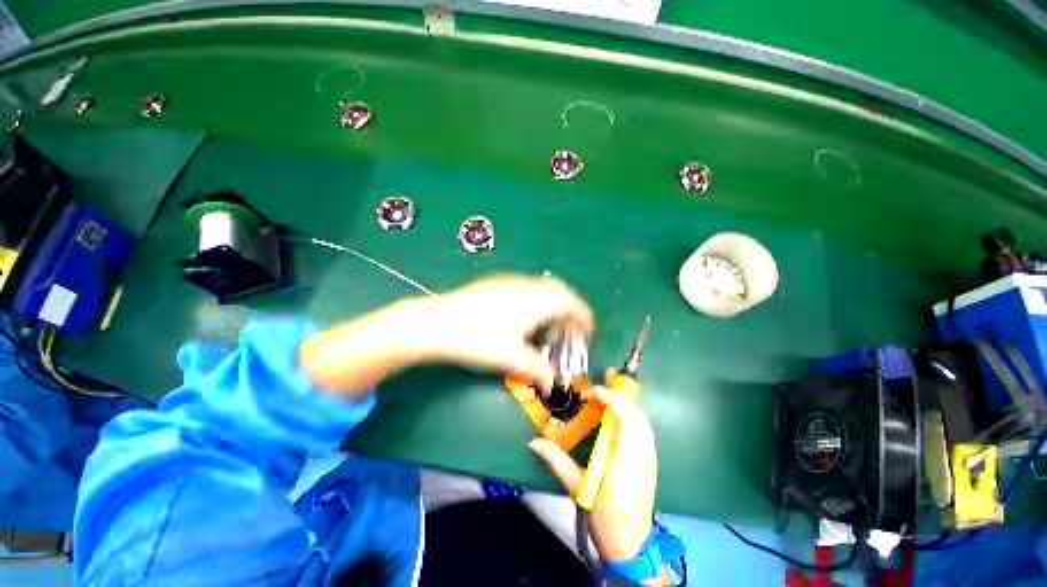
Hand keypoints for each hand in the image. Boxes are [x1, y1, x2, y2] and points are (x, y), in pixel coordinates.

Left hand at [300, 275, 591, 395]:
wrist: (437, 321)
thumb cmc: (479, 339)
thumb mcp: (512, 358)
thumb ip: (538, 370)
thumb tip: (552, 383)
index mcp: (538, 300)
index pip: (571, 302)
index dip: (584, 315)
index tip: (588, 328)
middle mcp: (527, 286)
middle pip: (558, 291)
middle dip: (569, 308)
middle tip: (570, 327)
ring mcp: (510, 282)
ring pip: (541, 288)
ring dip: (551, 302)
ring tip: (548, 323)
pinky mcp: (495, 283)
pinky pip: (526, 288)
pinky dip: (535, 300)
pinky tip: (523, 317)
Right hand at [529, 370, 658, 562]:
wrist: (632, 544)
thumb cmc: (605, 517)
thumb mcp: (578, 489)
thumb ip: (557, 462)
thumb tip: (534, 442)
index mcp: (626, 460)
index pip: (625, 418)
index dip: (611, 398)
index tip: (593, 391)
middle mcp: (642, 454)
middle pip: (637, 414)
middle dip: (622, 392)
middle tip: (607, 375)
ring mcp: (650, 457)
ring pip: (643, 420)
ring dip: (628, 401)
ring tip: (611, 388)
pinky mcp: (650, 461)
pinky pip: (644, 429)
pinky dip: (632, 413)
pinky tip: (619, 412)